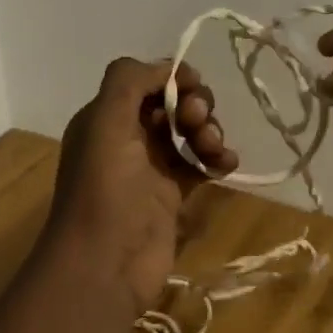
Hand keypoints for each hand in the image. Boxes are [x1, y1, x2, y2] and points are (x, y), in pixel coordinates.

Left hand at [44, 57, 239, 310]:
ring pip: (189, 133)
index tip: (192, 87)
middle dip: (194, 105)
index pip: (145, 81)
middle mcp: (127, 138)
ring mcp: (151, 168)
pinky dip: (217, 159)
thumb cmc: (106, 189)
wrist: (106, 264)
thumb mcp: (106, 122)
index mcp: (106, 117)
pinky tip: (226, 165)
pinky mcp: (172, 196)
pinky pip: (201, 165)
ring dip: (209, 131)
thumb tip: (169, 68)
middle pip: (171, 104)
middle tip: (198, 122)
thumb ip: (130, 81)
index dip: (172, 78)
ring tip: (213, 148)